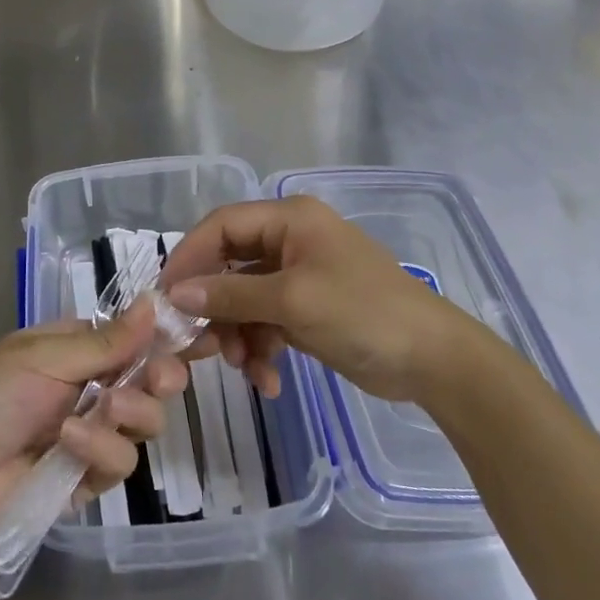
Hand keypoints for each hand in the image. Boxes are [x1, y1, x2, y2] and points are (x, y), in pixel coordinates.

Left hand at [0, 297, 187, 538]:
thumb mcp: (47, 356)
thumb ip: (107, 341)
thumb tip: (156, 303)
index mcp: (81, 348)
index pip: (136, 338)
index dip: (164, 338)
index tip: (194, 339)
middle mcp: (94, 386)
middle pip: (152, 381)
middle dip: (161, 377)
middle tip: (160, 379)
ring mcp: (94, 432)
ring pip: (145, 422)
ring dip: (130, 412)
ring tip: (102, 410)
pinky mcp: (90, 478)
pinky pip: (120, 462)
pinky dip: (100, 451)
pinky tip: (69, 443)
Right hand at [162, 197, 466, 402]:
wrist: (434, 361)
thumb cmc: (362, 313)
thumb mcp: (291, 301)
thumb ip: (230, 295)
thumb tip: (175, 294)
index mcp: (288, 220)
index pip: (221, 226)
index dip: (190, 257)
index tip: (165, 296)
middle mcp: (290, 241)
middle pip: (230, 265)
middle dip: (214, 307)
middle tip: (195, 344)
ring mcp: (299, 277)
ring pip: (244, 299)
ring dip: (238, 334)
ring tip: (243, 367)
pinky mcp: (307, 309)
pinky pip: (266, 322)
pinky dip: (261, 348)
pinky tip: (267, 380)